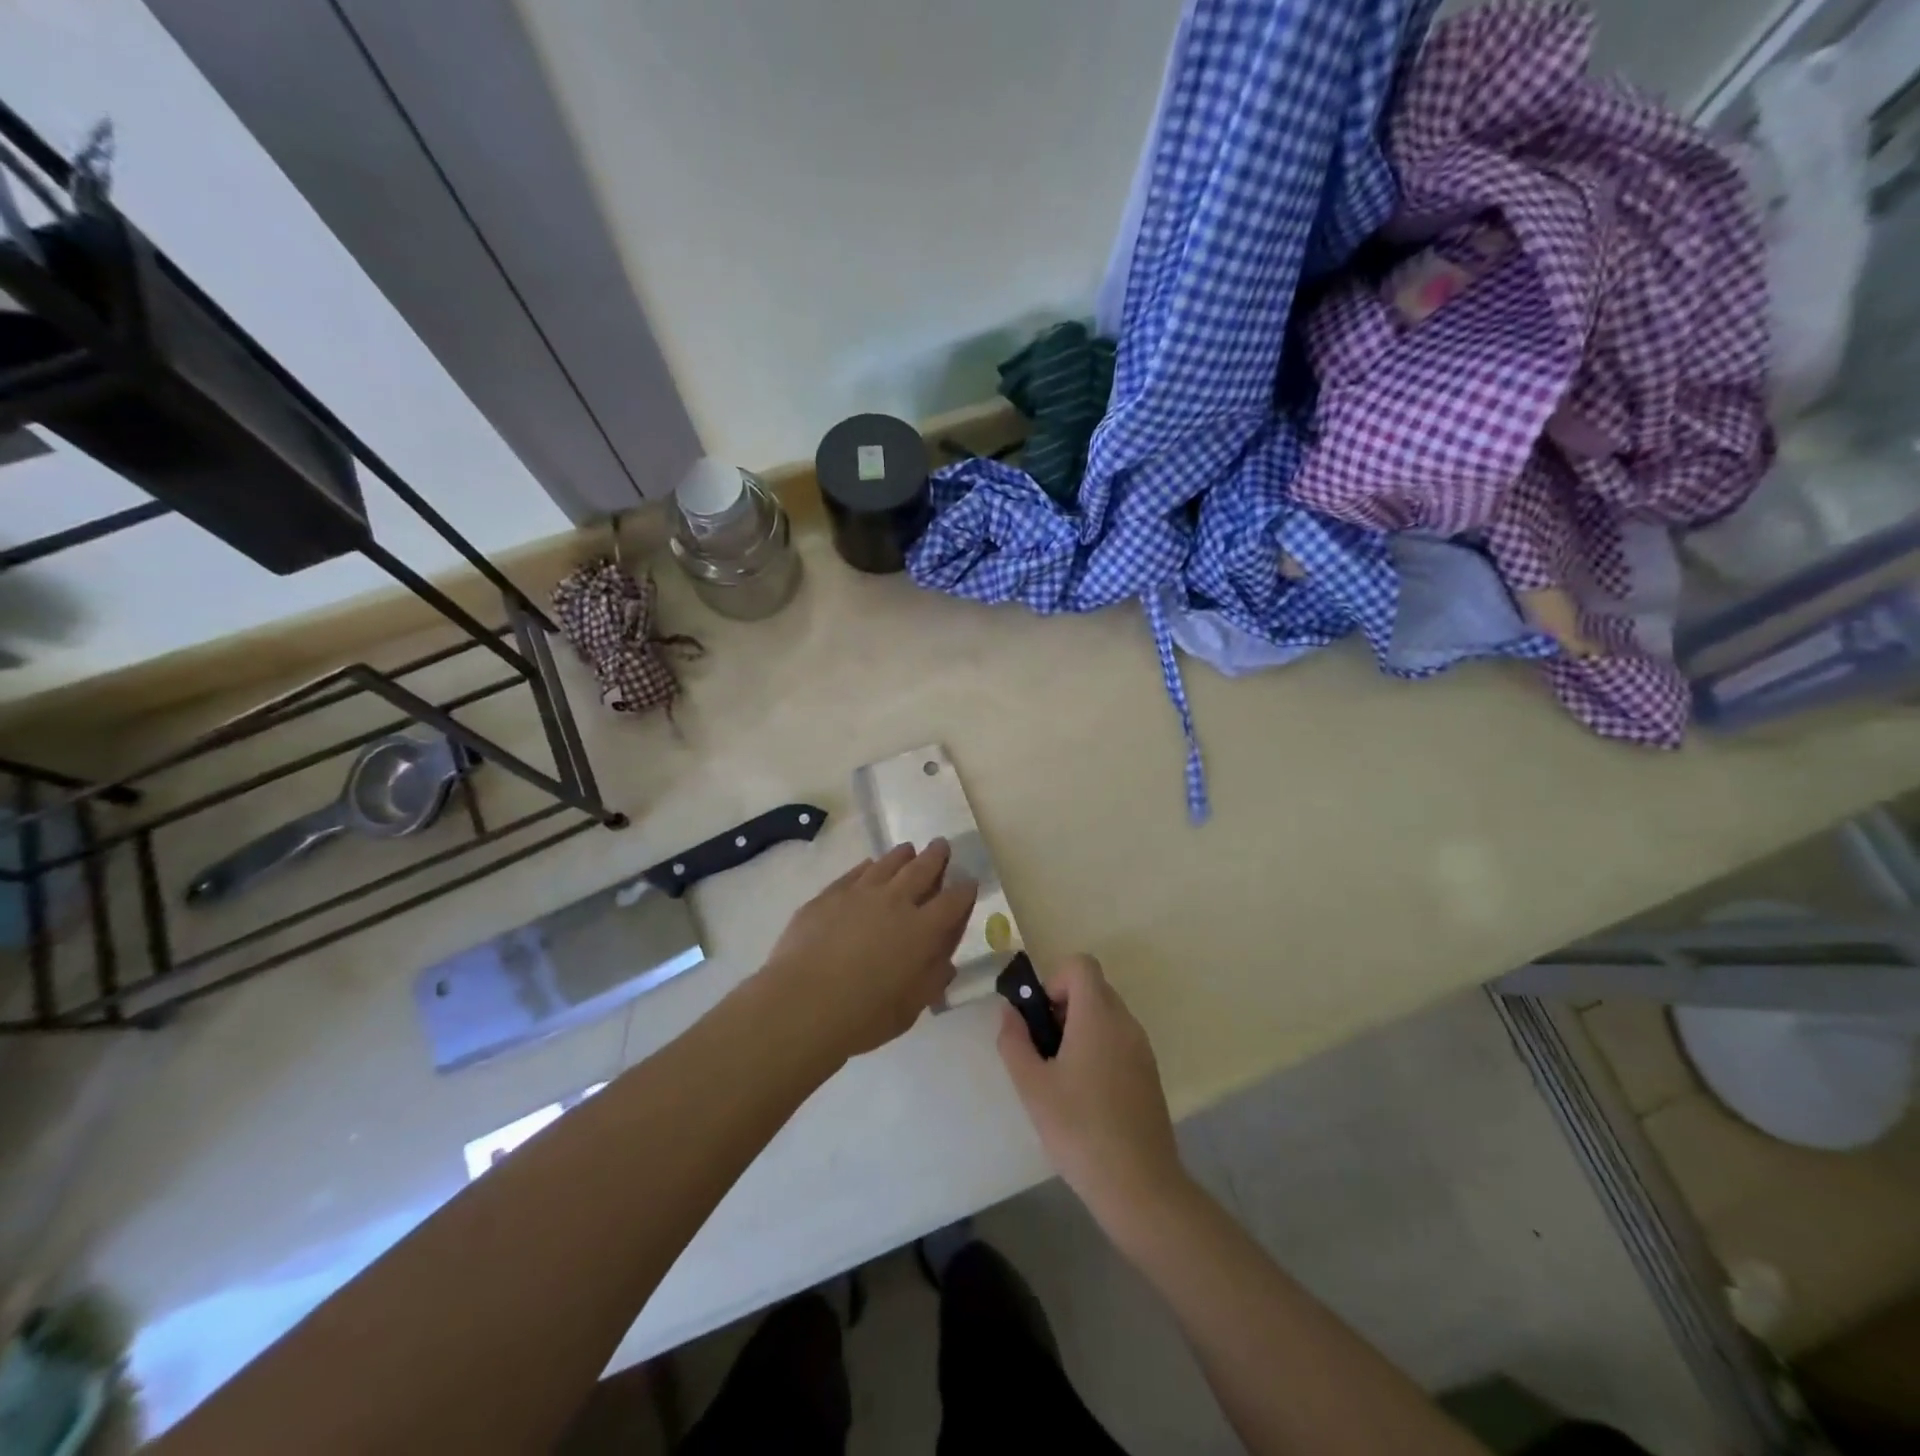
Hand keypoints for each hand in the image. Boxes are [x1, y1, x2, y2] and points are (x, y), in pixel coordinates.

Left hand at [760, 840, 977, 1060]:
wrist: (801, 1004)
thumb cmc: (862, 1016)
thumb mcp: (910, 1008)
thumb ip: (931, 981)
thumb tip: (945, 964)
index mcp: (922, 930)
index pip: (953, 901)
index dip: (964, 890)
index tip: (969, 882)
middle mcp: (895, 902)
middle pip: (922, 869)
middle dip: (936, 856)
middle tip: (942, 845)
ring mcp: (859, 893)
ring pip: (887, 864)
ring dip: (902, 855)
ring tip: (908, 849)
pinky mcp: (829, 895)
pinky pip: (855, 873)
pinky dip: (868, 867)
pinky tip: (869, 866)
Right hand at [997, 954, 1186, 1224]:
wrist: (1139, 1185)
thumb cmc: (1079, 1130)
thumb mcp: (1032, 1086)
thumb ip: (1014, 1041)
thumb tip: (1009, 1011)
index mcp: (1098, 1016)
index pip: (1081, 964)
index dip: (1054, 980)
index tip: (1040, 1018)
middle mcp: (1125, 1022)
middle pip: (1092, 988)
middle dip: (1062, 1007)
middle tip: (1043, 1049)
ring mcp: (1142, 1048)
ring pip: (1106, 1015)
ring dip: (1079, 1029)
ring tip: (1060, 1076)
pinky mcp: (1149, 1073)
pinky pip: (1119, 1040)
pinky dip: (1098, 1049)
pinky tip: (1085, 1095)